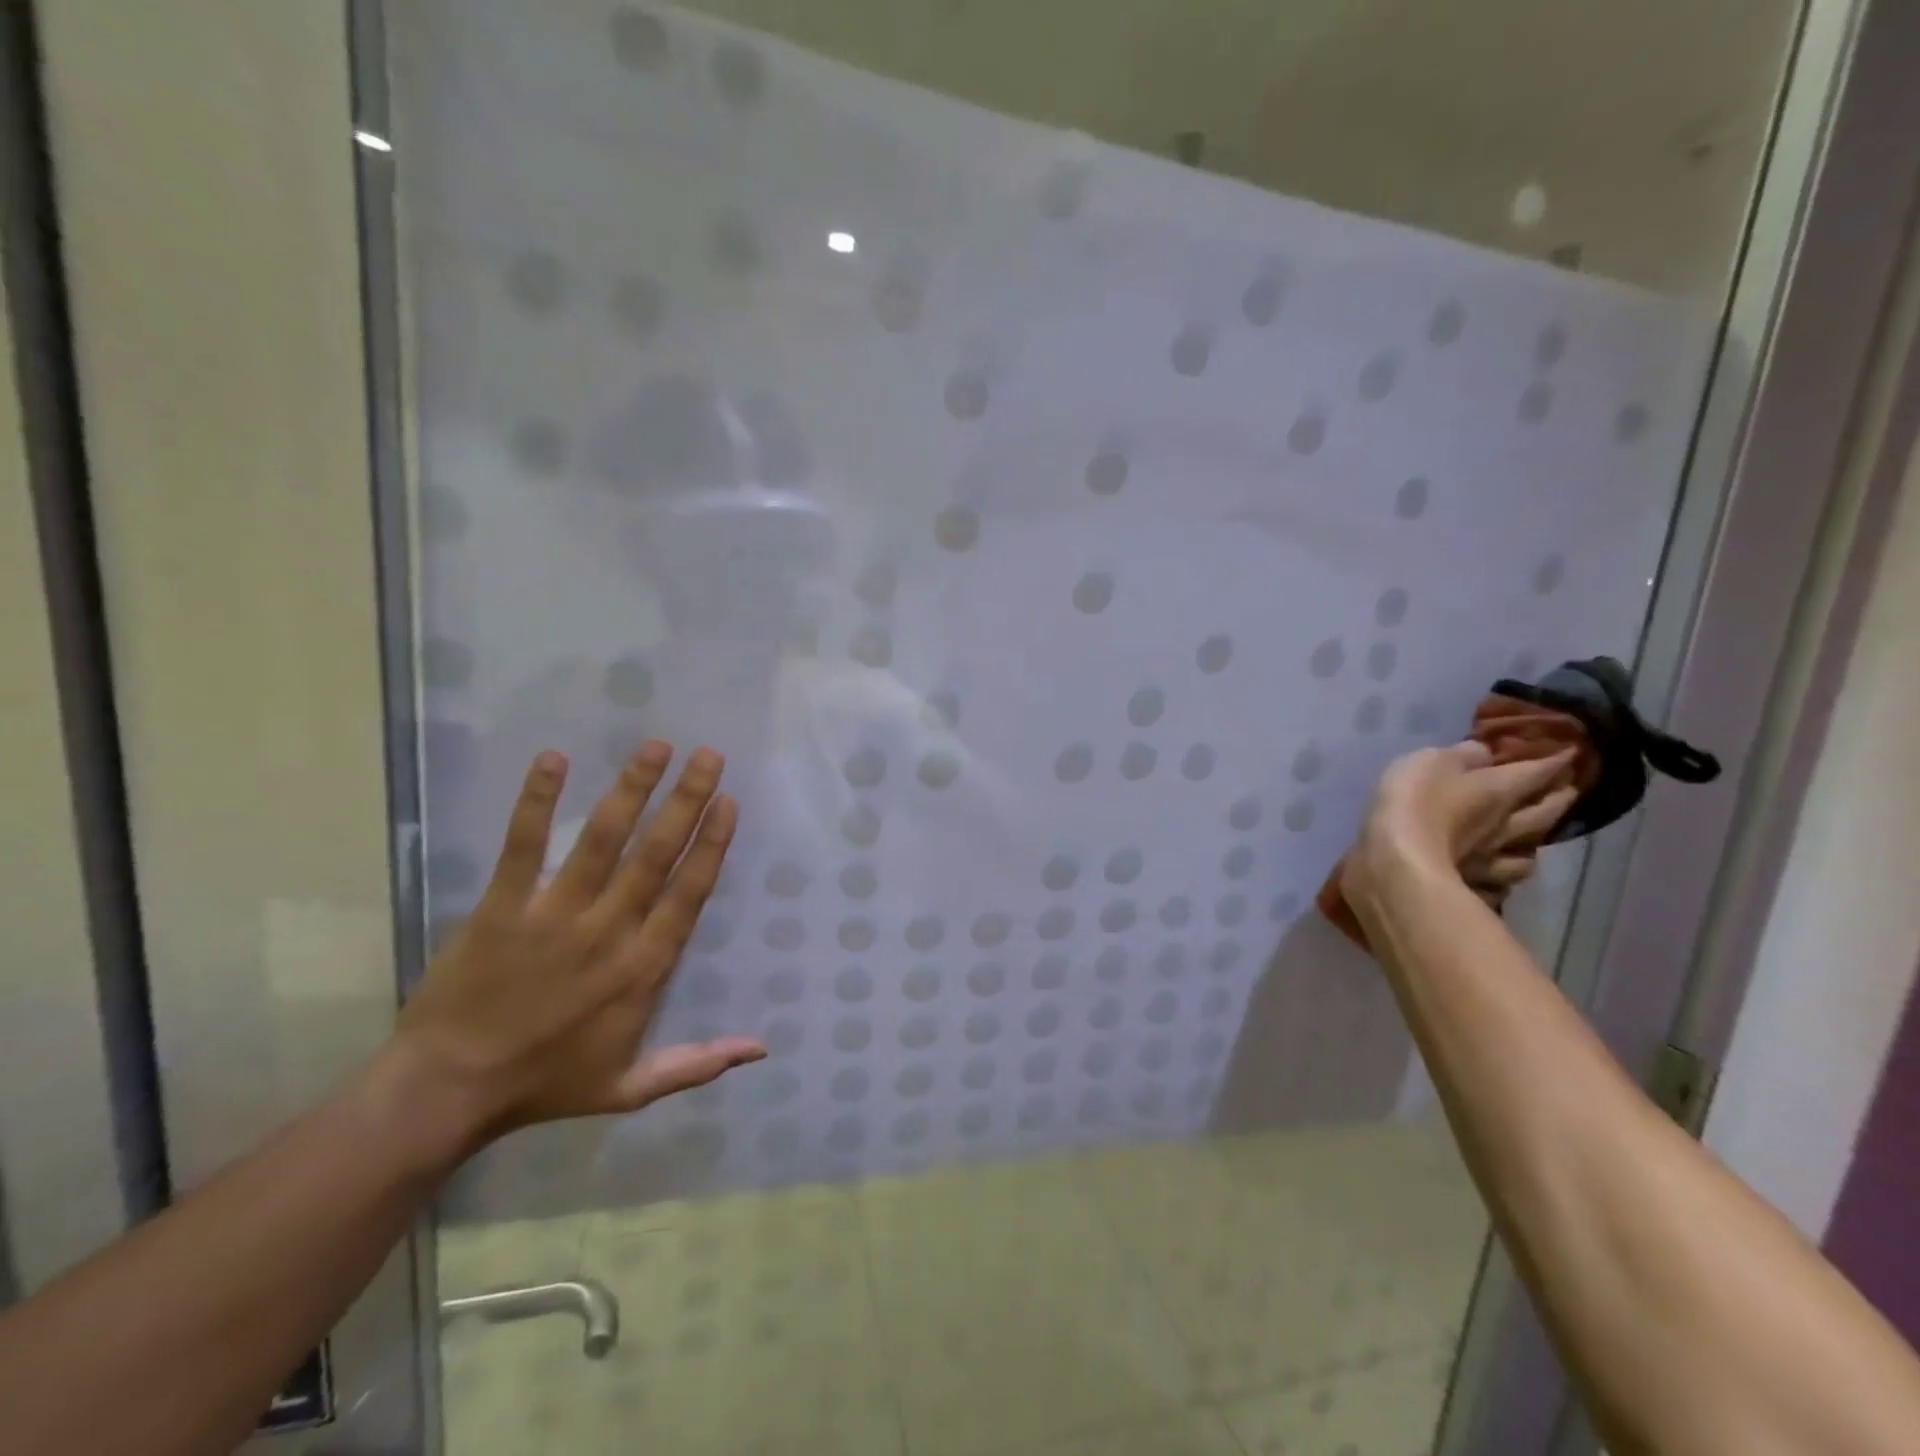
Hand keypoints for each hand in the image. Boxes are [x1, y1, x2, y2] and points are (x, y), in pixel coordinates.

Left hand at [392, 742, 764, 1151]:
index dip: (711, 844)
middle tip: (709, 756)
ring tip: (656, 747)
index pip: (688, 893)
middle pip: (655, 855)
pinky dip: (537, 801)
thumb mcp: (632, 1088)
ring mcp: (554, 914)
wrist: (447, 1093)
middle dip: (686, 801)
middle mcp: (608, 931)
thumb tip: (762, 1048)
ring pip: (602, 840)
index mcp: (643, 968)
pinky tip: (554, 759)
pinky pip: (523, 846)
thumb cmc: (546, 1084)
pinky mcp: (502, 907)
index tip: (729, 802)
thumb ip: (699, 1062)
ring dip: (632, 790)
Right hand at [1349, 741, 1578, 908]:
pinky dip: (1502, 882)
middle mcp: (1506, 827)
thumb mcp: (1431, 762)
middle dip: (1559, 800)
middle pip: (1544, 814)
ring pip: (1527, 856)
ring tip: (1532, 844)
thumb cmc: (1414, 803)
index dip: (1555, 761)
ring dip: (1534, 847)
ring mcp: (1491, 862)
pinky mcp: (1472, 889)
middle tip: (1569, 792)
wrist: (1398, 865)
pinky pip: (1498, 886)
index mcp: (1499, 790)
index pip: (1536, 771)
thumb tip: (1485, 752)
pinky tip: (1497, 882)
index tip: (1572, 753)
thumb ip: (1460, 756)